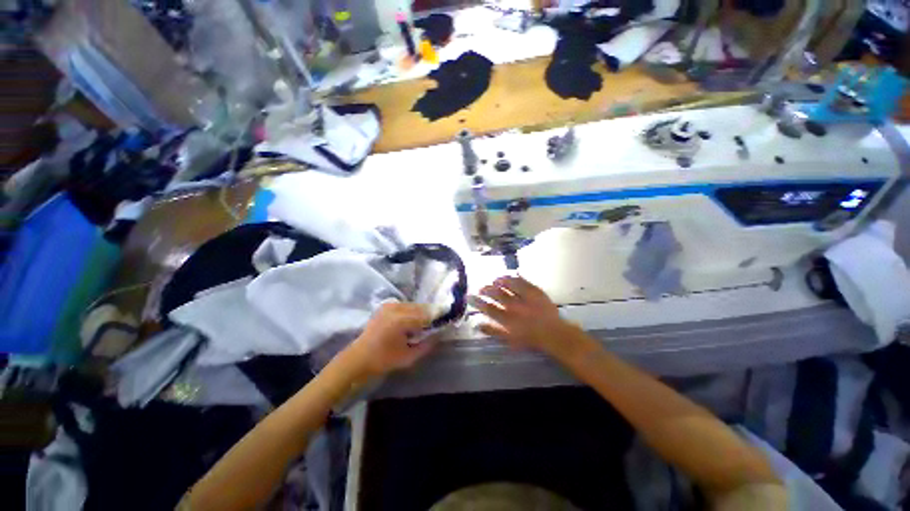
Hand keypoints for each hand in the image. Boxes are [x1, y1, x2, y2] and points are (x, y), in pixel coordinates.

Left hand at [346, 302, 434, 377]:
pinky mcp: (385, 306)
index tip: (445, 322)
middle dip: (429, 315)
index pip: (427, 315)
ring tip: (422, 325)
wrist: (358, 358)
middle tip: (434, 326)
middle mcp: (396, 308)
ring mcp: (389, 305)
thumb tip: (439, 335)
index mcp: (401, 320)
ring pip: (413, 305)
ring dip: (420, 313)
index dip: (437, 318)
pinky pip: (405, 305)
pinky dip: (411, 312)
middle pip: (421, 307)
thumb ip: (427, 345)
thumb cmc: (383, 360)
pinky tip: (410, 322)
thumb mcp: (409, 357)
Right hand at [469, 276, 577, 356]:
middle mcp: (514, 306)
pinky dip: (515, 277)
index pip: (488, 308)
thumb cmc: (530, 339)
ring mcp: (525, 297)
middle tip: (480, 287)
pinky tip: (510, 275)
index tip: (470, 296)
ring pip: (509, 285)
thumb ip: (492, 332)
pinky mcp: (535, 291)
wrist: (554, 334)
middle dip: (486, 289)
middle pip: (496, 294)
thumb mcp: (509, 340)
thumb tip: (477, 325)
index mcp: (507, 318)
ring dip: (499, 281)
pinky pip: (523, 281)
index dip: (477, 301)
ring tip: (493, 279)